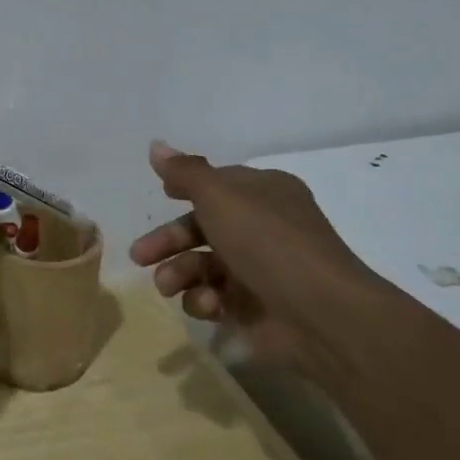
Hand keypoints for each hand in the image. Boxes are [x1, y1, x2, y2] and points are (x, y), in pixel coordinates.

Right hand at [128, 140, 384, 363]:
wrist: (320, 313)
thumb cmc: (267, 242)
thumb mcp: (220, 196)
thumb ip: (185, 172)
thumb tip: (156, 145)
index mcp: (263, 193)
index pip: (218, 185)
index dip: (188, 189)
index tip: (161, 195)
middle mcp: (262, 228)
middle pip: (201, 228)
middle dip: (167, 241)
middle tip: (139, 256)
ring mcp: (257, 270)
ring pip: (201, 265)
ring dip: (178, 274)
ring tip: (167, 286)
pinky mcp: (252, 308)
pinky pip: (213, 298)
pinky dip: (204, 301)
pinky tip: (209, 305)